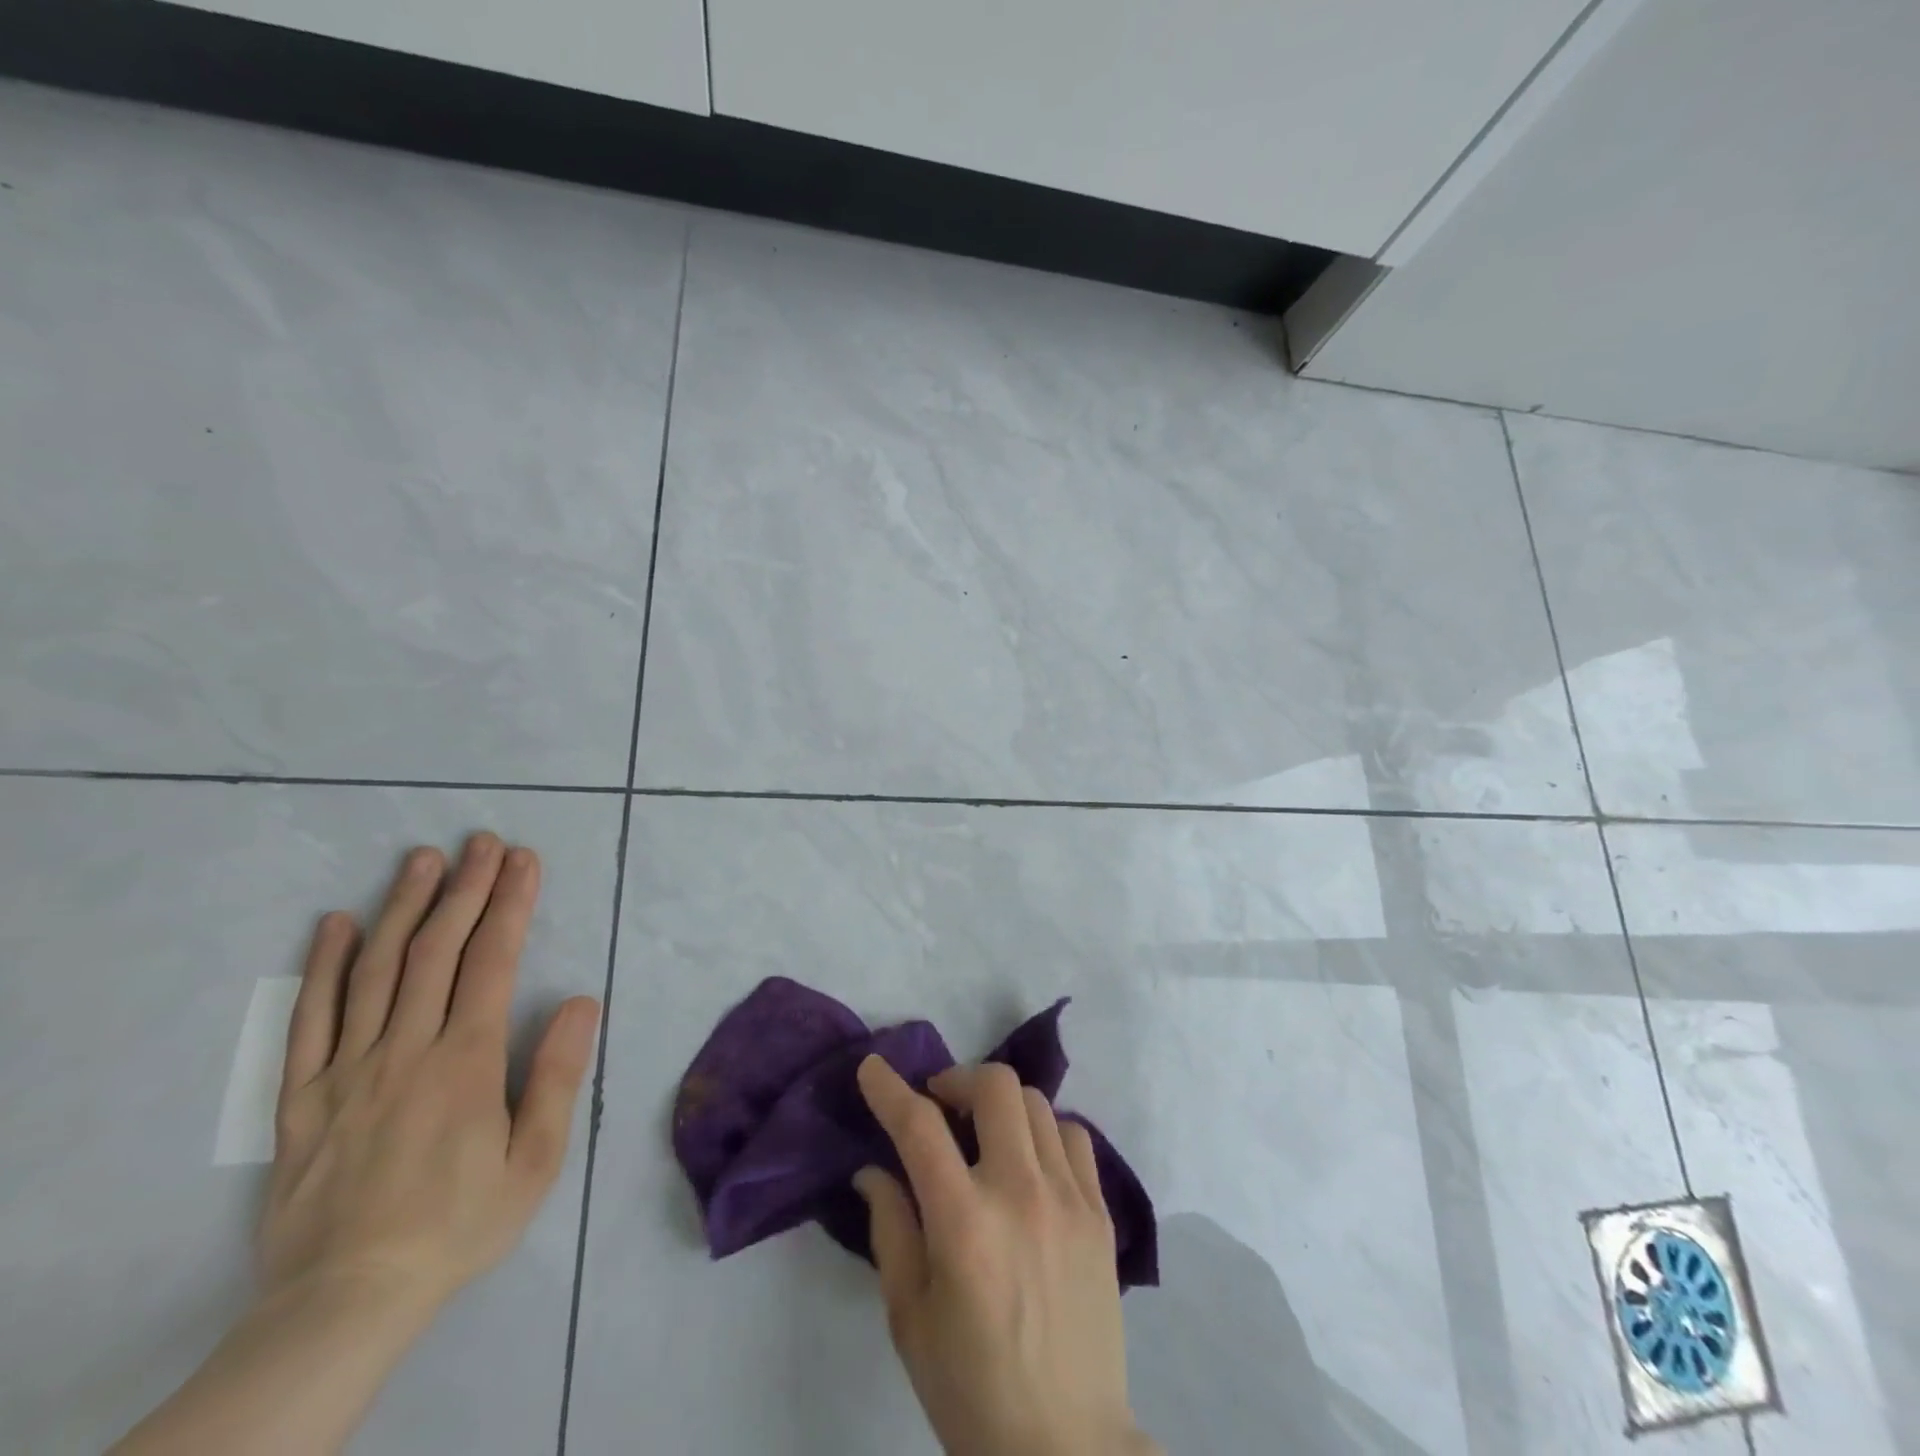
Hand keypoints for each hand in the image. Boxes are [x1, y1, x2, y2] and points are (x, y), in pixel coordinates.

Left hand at [263, 834, 599, 1312]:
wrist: (345, 1300)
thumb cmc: (458, 1224)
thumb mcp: (533, 1161)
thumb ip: (556, 1076)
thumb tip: (578, 1001)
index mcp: (464, 1061)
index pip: (492, 962)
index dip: (511, 905)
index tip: (524, 861)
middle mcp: (405, 1049)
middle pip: (436, 950)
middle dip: (465, 888)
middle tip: (483, 842)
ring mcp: (346, 1069)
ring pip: (376, 971)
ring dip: (403, 907)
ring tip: (422, 859)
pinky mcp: (302, 1097)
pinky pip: (309, 1021)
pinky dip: (323, 967)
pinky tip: (335, 924)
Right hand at [854, 1057, 1159, 1455]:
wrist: (1066, 1446)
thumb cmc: (971, 1389)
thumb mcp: (910, 1318)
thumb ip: (891, 1230)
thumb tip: (873, 1170)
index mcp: (964, 1223)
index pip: (920, 1127)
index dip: (889, 1089)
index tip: (872, 1067)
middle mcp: (1020, 1192)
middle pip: (994, 1087)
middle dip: (957, 1079)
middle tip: (940, 1103)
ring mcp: (1069, 1197)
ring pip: (1036, 1103)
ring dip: (1000, 1104)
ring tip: (984, 1132)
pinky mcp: (1100, 1212)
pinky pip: (1074, 1136)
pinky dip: (1044, 1130)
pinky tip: (1030, 1159)